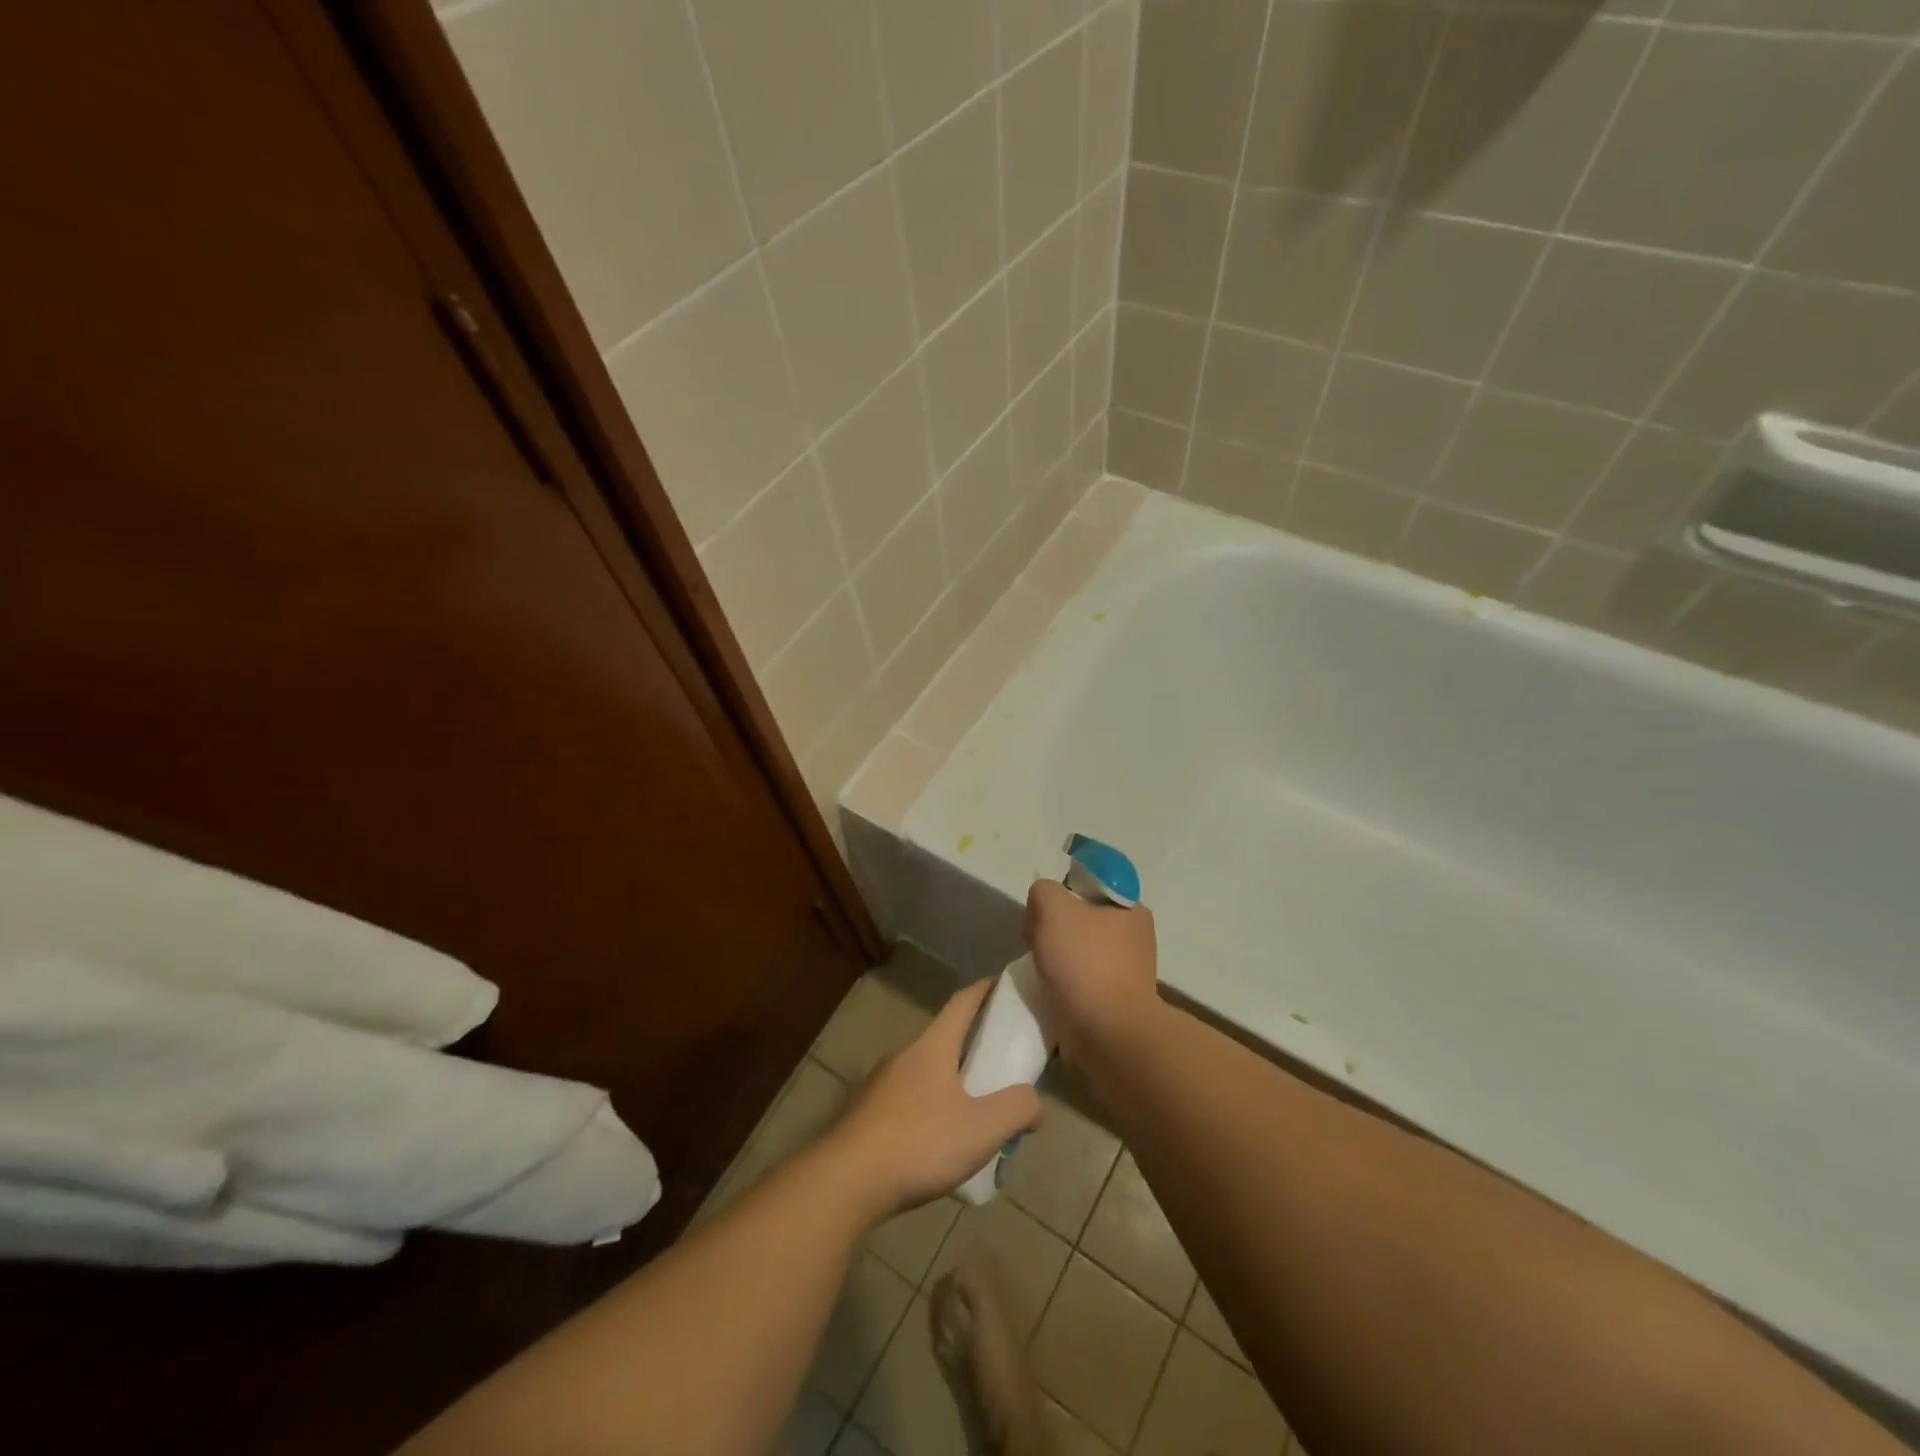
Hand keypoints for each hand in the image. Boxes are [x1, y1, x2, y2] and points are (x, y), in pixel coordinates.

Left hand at [828, 980, 1042, 1221]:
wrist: (846, 1182)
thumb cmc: (919, 1143)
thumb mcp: (982, 1128)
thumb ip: (1017, 1108)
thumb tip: (1035, 1103)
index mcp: (932, 1046)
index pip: (963, 1002)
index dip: (987, 989)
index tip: (1007, 984)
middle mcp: (905, 1055)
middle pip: (946, 1036)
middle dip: (976, 1043)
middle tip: (1005, 1061)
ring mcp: (882, 1084)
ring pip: (928, 1071)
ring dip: (955, 1080)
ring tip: (979, 1109)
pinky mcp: (869, 1114)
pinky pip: (911, 1099)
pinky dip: (934, 1106)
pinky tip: (943, 1141)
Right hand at [1024, 879, 1159, 1064]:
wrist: (1107, 1035)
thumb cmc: (1085, 963)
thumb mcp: (1053, 907)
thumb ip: (1044, 891)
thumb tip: (1043, 907)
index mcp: (1131, 909)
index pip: (1090, 887)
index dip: (1062, 895)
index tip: (1045, 915)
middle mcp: (1135, 938)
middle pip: (1081, 920)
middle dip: (1055, 930)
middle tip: (1037, 943)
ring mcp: (1128, 973)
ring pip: (1080, 953)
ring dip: (1057, 960)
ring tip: (1041, 972)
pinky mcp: (1116, 1003)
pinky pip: (1082, 983)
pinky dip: (1064, 987)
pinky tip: (1050, 993)